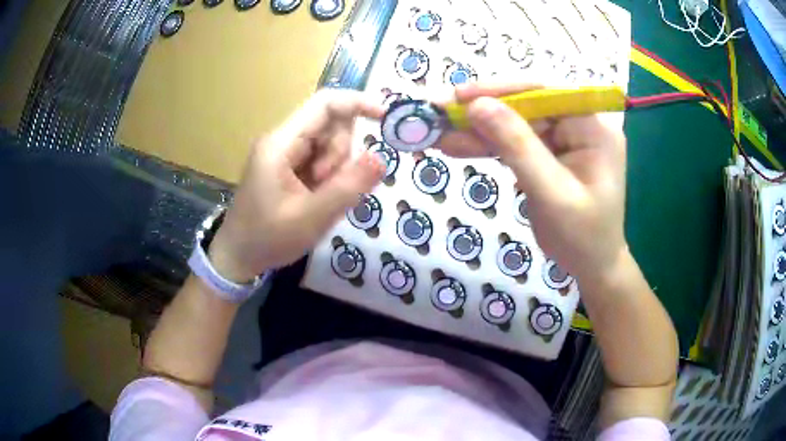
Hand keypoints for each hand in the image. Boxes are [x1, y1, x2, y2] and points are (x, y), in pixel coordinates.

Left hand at [208, 89, 386, 281]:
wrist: (237, 256)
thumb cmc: (267, 239)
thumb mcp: (311, 218)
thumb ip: (347, 187)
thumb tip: (381, 158)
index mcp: (281, 144)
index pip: (325, 104)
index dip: (357, 103)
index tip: (385, 118)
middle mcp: (282, 140)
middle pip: (330, 125)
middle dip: (341, 154)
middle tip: (328, 187)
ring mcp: (283, 153)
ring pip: (328, 143)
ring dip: (335, 168)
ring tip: (318, 198)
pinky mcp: (286, 166)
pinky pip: (320, 159)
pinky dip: (328, 177)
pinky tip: (316, 199)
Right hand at [437, 83, 627, 280]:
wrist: (591, 266)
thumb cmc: (582, 237)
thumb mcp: (551, 194)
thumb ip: (517, 147)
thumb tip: (477, 106)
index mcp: (593, 126)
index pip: (545, 92)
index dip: (501, 89)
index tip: (460, 96)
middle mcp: (579, 123)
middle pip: (525, 105)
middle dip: (482, 111)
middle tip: (438, 114)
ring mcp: (563, 138)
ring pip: (514, 122)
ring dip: (477, 129)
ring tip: (438, 134)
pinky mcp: (548, 152)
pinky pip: (514, 141)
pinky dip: (486, 145)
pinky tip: (457, 146)